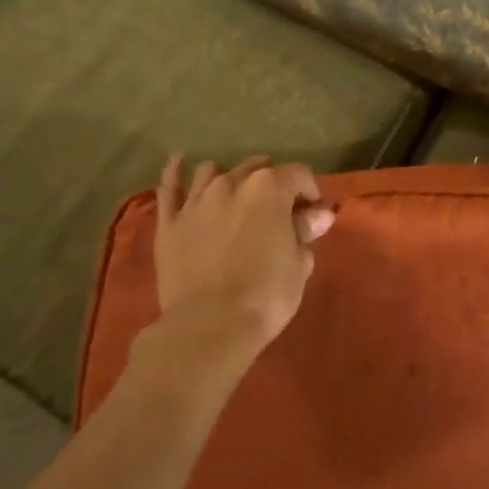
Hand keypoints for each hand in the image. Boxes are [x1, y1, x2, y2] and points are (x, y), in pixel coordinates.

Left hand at [152, 155, 334, 360]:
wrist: (209, 326)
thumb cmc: (265, 295)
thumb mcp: (299, 265)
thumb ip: (305, 232)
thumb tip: (319, 213)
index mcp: (269, 190)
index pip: (298, 175)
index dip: (310, 191)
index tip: (313, 212)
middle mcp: (232, 184)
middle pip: (256, 169)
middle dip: (271, 183)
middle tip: (278, 208)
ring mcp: (197, 201)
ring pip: (213, 172)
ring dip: (229, 177)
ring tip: (235, 192)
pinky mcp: (169, 223)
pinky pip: (169, 189)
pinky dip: (175, 173)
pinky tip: (178, 162)